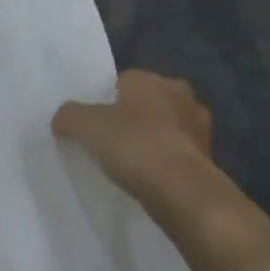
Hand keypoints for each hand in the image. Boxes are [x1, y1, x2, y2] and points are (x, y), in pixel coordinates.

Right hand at [51, 69, 214, 199]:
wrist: (181, 190)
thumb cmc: (134, 146)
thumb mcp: (85, 126)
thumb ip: (68, 115)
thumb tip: (62, 118)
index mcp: (154, 80)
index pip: (122, 81)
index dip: (103, 100)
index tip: (91, 122)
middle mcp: (182, 95)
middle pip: (145, 103)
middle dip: (129, 118)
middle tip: (106, 141)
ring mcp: (199, 127)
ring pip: (163, 128)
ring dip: (149, 140)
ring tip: (125, 163)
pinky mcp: (207, 157)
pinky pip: (175, 153)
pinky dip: (162, 162)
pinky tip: (146, 177)